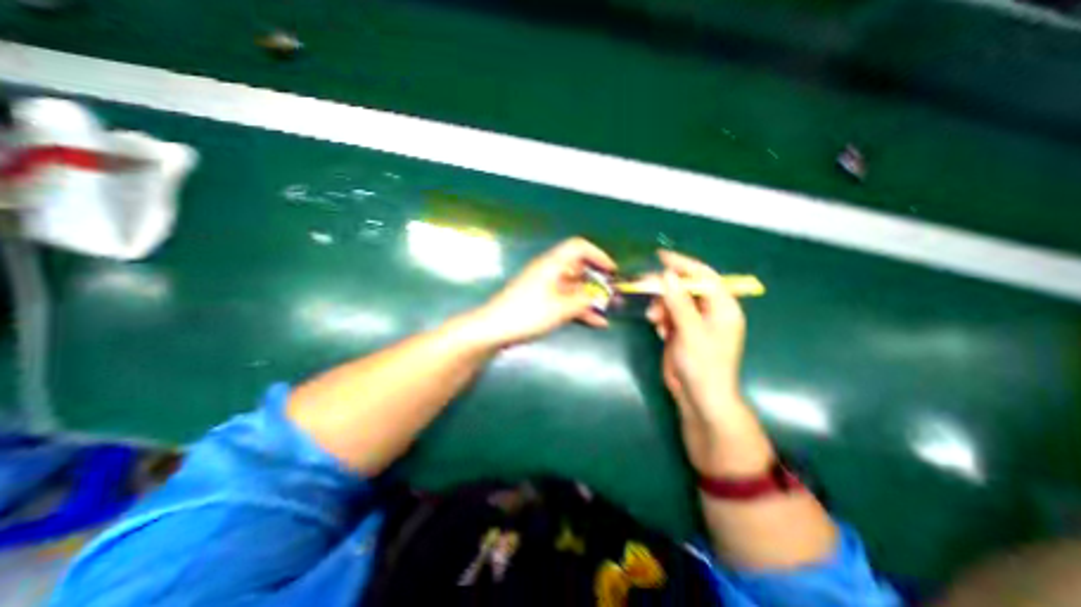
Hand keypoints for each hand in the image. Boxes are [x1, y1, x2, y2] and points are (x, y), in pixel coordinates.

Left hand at [474, 240, 616, 347]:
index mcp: (553, 264)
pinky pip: (566, 301)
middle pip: (580, 269)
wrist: (494, 329)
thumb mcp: (561, 307)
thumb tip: (603, 294)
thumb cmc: (528, 313)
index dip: (598, 255)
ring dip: (592, 299)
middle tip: (616, 296)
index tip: (612, 272)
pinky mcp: (542, 302)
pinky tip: (596, 323)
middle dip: (599, 282)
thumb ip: (585, 299)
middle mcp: (551, 271)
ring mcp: (546, 288)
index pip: (579, 247)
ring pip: (575, 288)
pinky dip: (580, 309)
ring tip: (611, 312)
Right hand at [645, 252, 752, 474]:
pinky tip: (660, 330)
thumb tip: (667, 275)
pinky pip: (668, 315)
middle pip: (685, 287)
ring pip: (673, 301)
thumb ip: (679, 302)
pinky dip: (662, 319)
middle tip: (644, 287)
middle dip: (665, 289)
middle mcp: (710, 310)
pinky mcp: (682, 331)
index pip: (703, 276)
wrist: (699, 398)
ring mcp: (695, 321)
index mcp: (723, 307)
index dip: (683, 264)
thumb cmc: (703, 365)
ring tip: (655, 321)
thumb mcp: (691, 331)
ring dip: (661, 306)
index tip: (660, 257)